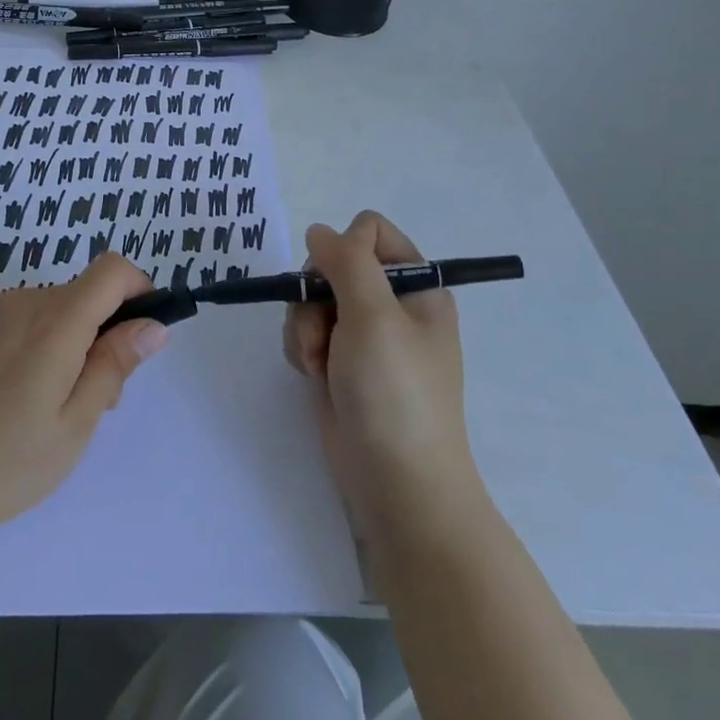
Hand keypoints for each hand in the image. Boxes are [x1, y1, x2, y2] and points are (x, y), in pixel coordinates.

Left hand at [0, 253, 167, 552]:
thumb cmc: (6, 464)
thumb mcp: (75, 425)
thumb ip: (115, 365)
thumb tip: (152, 325)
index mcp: (56, 323)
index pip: (111, 270)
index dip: (136, 288)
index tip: (138, 330)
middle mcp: (21, 301)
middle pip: (79, 295)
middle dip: (97, 332)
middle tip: (87, 398)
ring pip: (45, 309)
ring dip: (59, 338)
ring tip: (38, 404)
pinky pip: (11, 316)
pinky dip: (24, 340)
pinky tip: (1, 393)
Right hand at [283, 211, 486, 547]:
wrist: (398, 488)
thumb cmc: (395, 394)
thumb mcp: (375, 315)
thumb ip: (347, 261)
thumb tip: (319, 231)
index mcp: (417, 287)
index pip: (371, 231)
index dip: (345, 249)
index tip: (337, 283)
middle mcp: (391, 306)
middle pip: (333, 264)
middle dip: (317, 295)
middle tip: (324, 332)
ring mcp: (365, 337)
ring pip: (313, 298)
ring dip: (305, 326)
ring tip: (317, 363)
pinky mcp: (341, 364)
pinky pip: (307, 331)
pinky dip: (302, 348)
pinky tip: (312, 376)